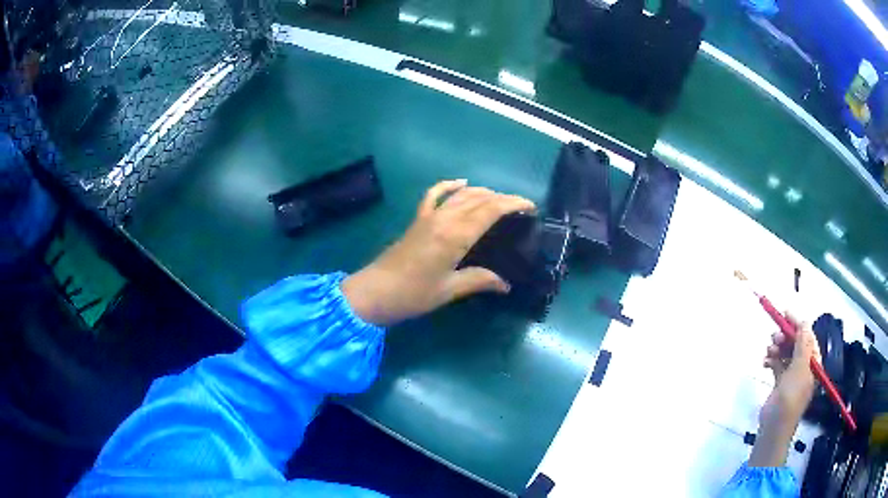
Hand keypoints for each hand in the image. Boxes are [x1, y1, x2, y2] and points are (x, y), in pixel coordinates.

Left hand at [342, 180, 534, 325]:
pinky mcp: (417, 220)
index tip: (530, 206)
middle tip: (520, 208)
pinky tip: (461, 182)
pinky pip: (434, 195)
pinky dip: (449, 186)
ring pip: (461, 195)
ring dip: (483, 193)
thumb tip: (505, 284)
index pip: (490, 210)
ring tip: (500, 200)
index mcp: (455, 235)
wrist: (374, 292)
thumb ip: (479, 281)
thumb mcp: (449, 290)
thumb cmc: (413, 295)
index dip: (512, 204)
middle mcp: (444, 219)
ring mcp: (429, 216)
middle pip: (479, 199)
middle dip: (502, 198)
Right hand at [761, 313, 820, 426]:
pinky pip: (778, 364)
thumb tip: (804, 322)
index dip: (797, 324)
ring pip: (785, 352)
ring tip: (767, 351)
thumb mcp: (799, 369)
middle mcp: (805, 366)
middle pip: (796, 343)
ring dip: (777, 348)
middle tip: (773, 337)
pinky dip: (771, 360)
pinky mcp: (780, 383)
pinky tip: (764, 362)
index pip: (807, 336)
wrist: (774, 428)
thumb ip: (802, 345)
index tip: (784, 313)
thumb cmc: (790, 398)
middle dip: (785, 337)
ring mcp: (792, 375)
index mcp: (813, 362)